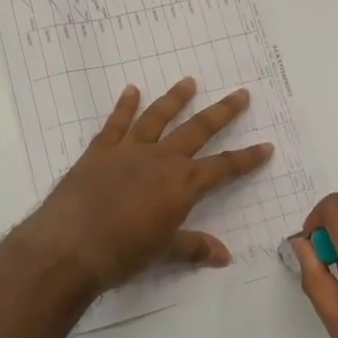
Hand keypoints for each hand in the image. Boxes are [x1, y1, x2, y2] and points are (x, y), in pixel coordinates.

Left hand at [26, 78, 274, 295]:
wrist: (71, 245)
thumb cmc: (123, 253)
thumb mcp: (163, 252)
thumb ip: (193, 247)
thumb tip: (224, 256)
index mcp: (182, 184)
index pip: (224, 168)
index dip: (247, 158)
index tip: (266, 146)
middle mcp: (161, 159)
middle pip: (198, 130)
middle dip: (222, 112)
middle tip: (241, 94)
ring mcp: (129, 150)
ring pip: (158, 117)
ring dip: (175, 99)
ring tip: (189, 81)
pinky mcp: (100, 151)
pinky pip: (116, 123)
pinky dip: (125, 105)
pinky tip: (132, 90)